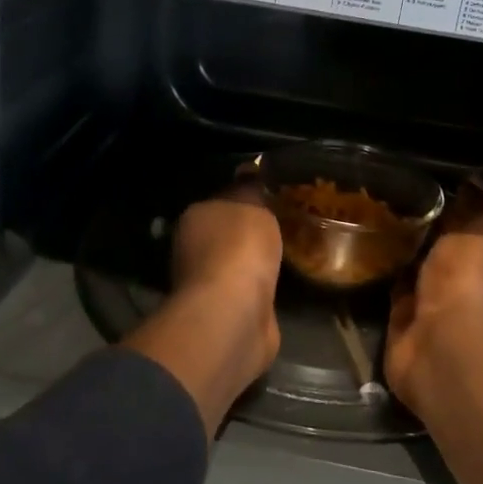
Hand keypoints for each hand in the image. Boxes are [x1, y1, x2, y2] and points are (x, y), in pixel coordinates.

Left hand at [124, 185, 282, 438]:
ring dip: (256, 262)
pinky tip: (282, 282)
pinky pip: (250, 291)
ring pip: (238, 264)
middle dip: (250, 232)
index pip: (221, 200)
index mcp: (194, 218)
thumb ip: (250, 189)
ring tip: (288, 252)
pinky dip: (262, 288)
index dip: (245, 197)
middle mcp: (194, 250)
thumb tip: (248, 170)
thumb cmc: (240, 248)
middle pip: (227, 234)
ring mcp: (209, 286)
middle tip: (285, 223)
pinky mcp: (227, 314)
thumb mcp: (251, 204)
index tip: (271, 196)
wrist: (235, 313)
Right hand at [384, 183, 482, 408]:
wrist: (444, 347)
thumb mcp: (479, 230)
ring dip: (397, 251)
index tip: (423, 181)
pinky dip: (379, 275)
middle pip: (441, 248)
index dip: (452, 204)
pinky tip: (360, 247)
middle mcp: (467, 285)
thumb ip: (473, 207)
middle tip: (388, 195)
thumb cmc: (471, 281)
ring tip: (369, 215)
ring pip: (414, 269)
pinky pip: (390, 291)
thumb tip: (471, 181)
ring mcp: (435, 307)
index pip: (473, 227)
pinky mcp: (403, 324)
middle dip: (420, 227)